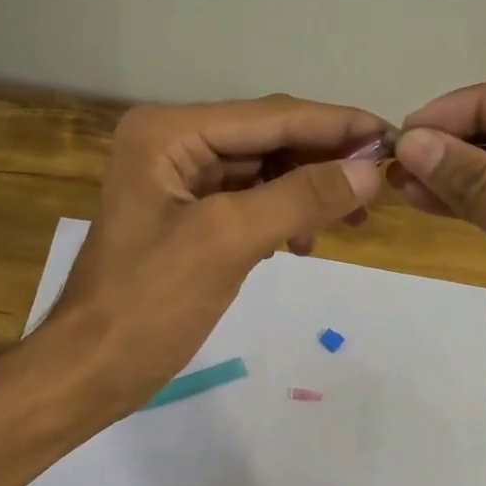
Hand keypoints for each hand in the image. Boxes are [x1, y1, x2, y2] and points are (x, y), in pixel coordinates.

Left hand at [46, 95, 387, 417]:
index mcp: (168, 133)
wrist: (90, 370)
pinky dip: (283, 216)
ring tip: (355, 219)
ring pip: (263, 171)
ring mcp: (179, 181)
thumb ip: (301, 198)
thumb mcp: (228, 242)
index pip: (269, 116)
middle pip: (268, 138)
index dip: (336, 125)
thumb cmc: (149, 304)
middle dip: (325, 159)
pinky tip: (304, 244)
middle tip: (382, 183)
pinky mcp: (189, 217)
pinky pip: (250, 202)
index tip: (394, 137)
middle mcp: (172, 144)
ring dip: (308, 191)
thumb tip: (370, 168)